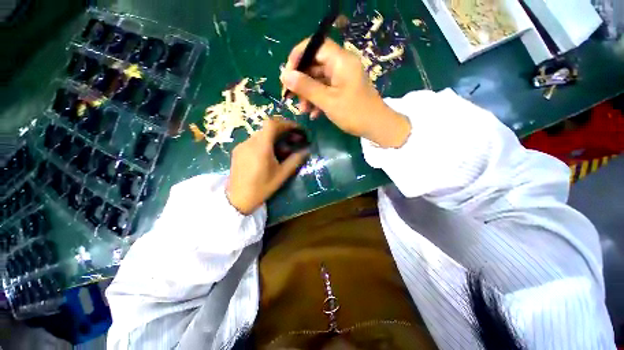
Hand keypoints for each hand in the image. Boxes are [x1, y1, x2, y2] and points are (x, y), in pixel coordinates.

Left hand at [226, 118, 308, 214]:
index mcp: (261, 148)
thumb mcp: (281, 175)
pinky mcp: (238, 151)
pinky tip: (270, 154)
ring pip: (261, 134)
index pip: (272, 124)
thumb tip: (307, 151)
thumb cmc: (261, 188)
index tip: (296, 129)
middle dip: (283, 131)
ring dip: (274, 137)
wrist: (237, 199)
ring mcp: (242, 146)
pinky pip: (254, 140)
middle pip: (267, 128)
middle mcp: (249, 143)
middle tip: (294, 140)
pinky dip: (265, 142)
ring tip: (283, 149)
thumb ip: (295, 160)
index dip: (286, 123)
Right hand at [280, 38, 410, 147]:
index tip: (287, 74)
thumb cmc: (354, 113)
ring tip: (302, 110)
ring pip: (319, 80)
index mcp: (341, 60)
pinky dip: (318, 100)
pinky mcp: (343, 89)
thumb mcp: (328, 101)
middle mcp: (342, 65)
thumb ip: (306, 87)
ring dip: (308, 94)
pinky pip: (326, 90)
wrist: (376, 127)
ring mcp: (343, 78)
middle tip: (291, 96)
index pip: (316, 46)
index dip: (299, 57)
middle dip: (301, 82)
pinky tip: (313, 114)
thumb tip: (284, 75)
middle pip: (315, 64)